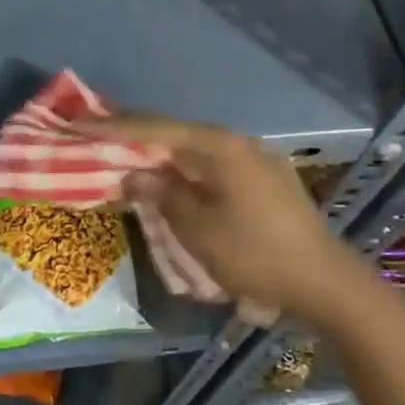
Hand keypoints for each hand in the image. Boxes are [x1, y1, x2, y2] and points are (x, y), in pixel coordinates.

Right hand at [78, 115, 360, 321]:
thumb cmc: (255, 254)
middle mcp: (237, 143)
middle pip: (175, 135)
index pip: (155, 128)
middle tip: (96, 137)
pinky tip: (172, 184)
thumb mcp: (198, 229)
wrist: (325, 282)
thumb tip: (133, 175)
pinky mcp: (264, 181)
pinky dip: (185, 174)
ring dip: (160, 158)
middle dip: (135, 138)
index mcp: (218, 146)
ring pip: (194, 153)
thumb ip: (161, 196)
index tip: (79, 122)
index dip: (113, 126)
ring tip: (126, 161)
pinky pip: (212, 169)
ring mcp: (254, 161)